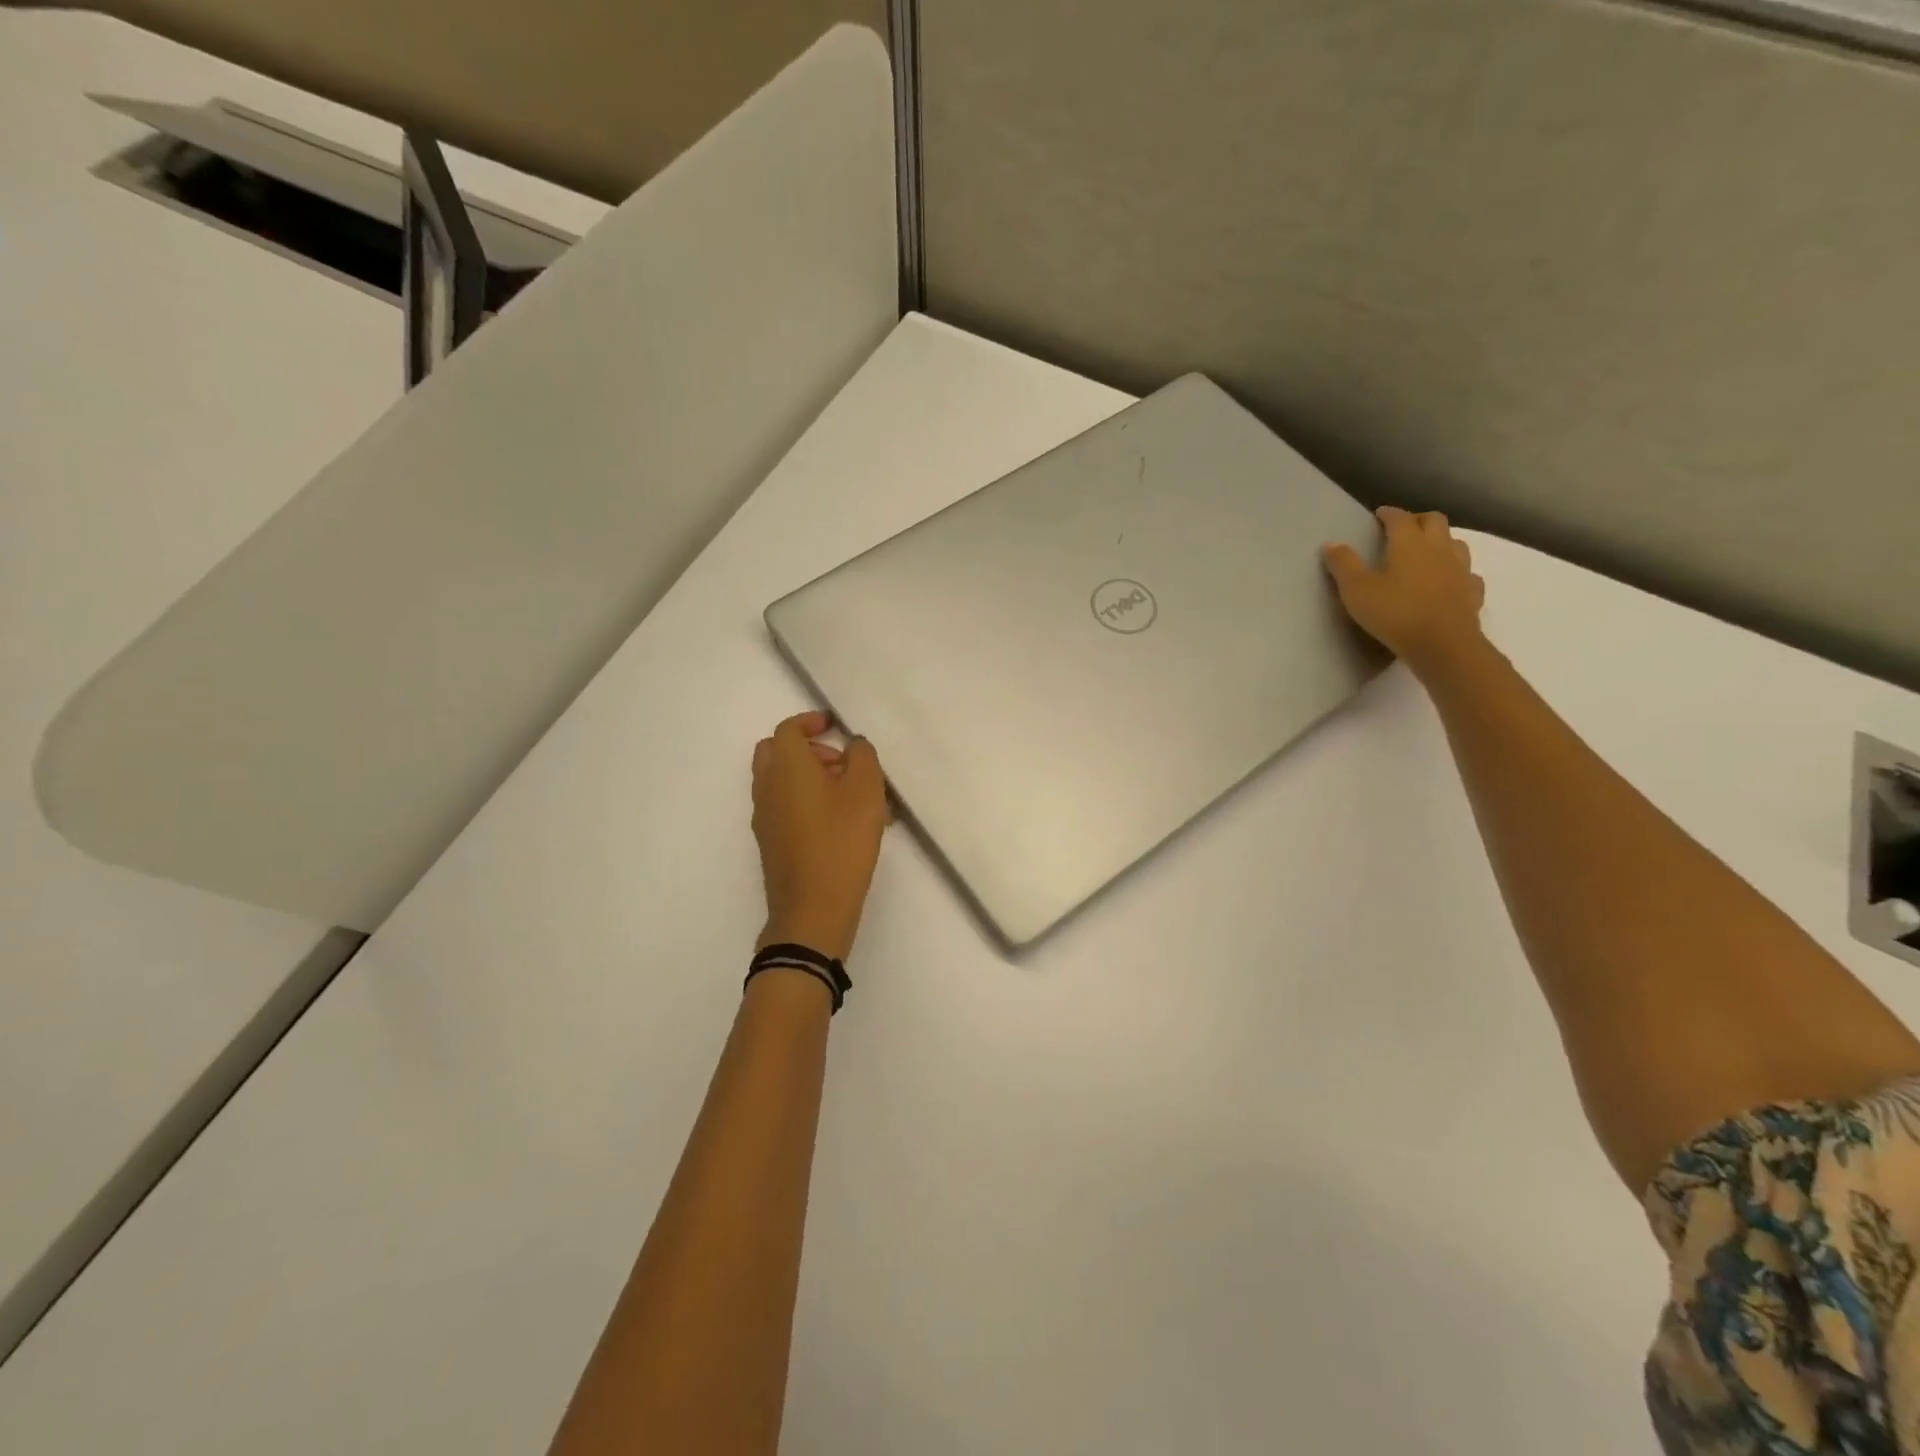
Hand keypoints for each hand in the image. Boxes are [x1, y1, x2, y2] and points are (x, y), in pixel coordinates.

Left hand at [751, 711, 890, 961]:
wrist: (813, 907)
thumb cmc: (841, 841)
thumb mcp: (866, 791)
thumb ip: (862, 757)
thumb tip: (852, 746)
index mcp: (786, 767)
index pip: (788, 729)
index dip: (810, 722)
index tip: (834, 727)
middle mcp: (767, 786)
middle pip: (775, 752)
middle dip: (806, 748)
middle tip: (841, 762)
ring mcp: (764, 816)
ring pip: (779, 780)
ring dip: (807, 775)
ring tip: (849, 796)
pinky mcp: (770, 841)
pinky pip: (783, 805)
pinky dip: (804, 799)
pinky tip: (839, 823)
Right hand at [1323, 506, 1486, 676]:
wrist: (1443, 644)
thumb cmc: (1395, 613)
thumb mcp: (1357, 590)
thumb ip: (1344, 564)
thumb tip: (1332, 543)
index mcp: (1410, 543)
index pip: (1400, 518)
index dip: (1388, 514)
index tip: (1378, 515)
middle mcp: (1439, 548)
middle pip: (1434, 521)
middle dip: (1418, 520)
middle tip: (1403, 529)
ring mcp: (1461, 569)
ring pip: (1455, 543)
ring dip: (1441, 542)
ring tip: (1427, 552)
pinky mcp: (1472, 592)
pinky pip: (1467, 574)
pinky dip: (1457, 572)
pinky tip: (1449, 582)